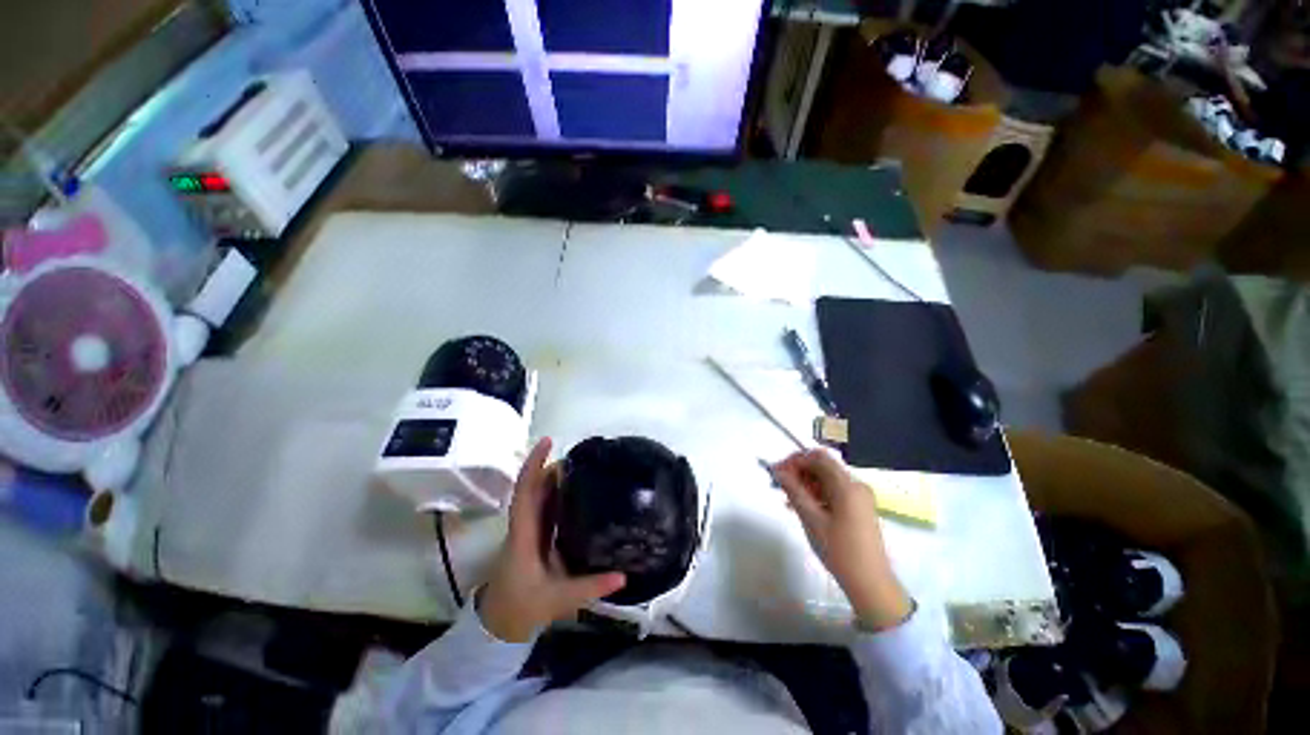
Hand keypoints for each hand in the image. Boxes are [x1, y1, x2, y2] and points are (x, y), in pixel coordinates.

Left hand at [479, 438, 626, 641]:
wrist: (498, 626)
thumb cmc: (521, 609)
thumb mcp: (557, 600)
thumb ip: (590, 588)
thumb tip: (623, 575)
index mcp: (523, 535)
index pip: (525, 491)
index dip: (534, 465)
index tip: (547, 442)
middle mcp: (523, 526)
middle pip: (533, 487)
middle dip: (552, 465)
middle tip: (580, 454)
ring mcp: (528, 530)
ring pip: (538, 495)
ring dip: (555, 477)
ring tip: (582, 465)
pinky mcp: (534, 536)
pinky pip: (544, 507)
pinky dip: (557, 494)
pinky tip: (576, 491)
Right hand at [771, 449, 912, 631]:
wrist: (871, 584)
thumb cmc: (839, 551)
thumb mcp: (811, 519)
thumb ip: (793, 490)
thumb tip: (777, 471)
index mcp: (847, 485)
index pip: (817, 457)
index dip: (795, 460)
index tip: (777, 472)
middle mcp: (856, 485)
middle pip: (822, 466)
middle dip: (799, 472)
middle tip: (778, 486)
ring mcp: (859, 497)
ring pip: (826, 479)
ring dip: (806, 484)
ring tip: (787, 500)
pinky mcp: (859, 508)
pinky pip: (834, 491)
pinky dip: (816, 494)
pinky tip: (802, 507)